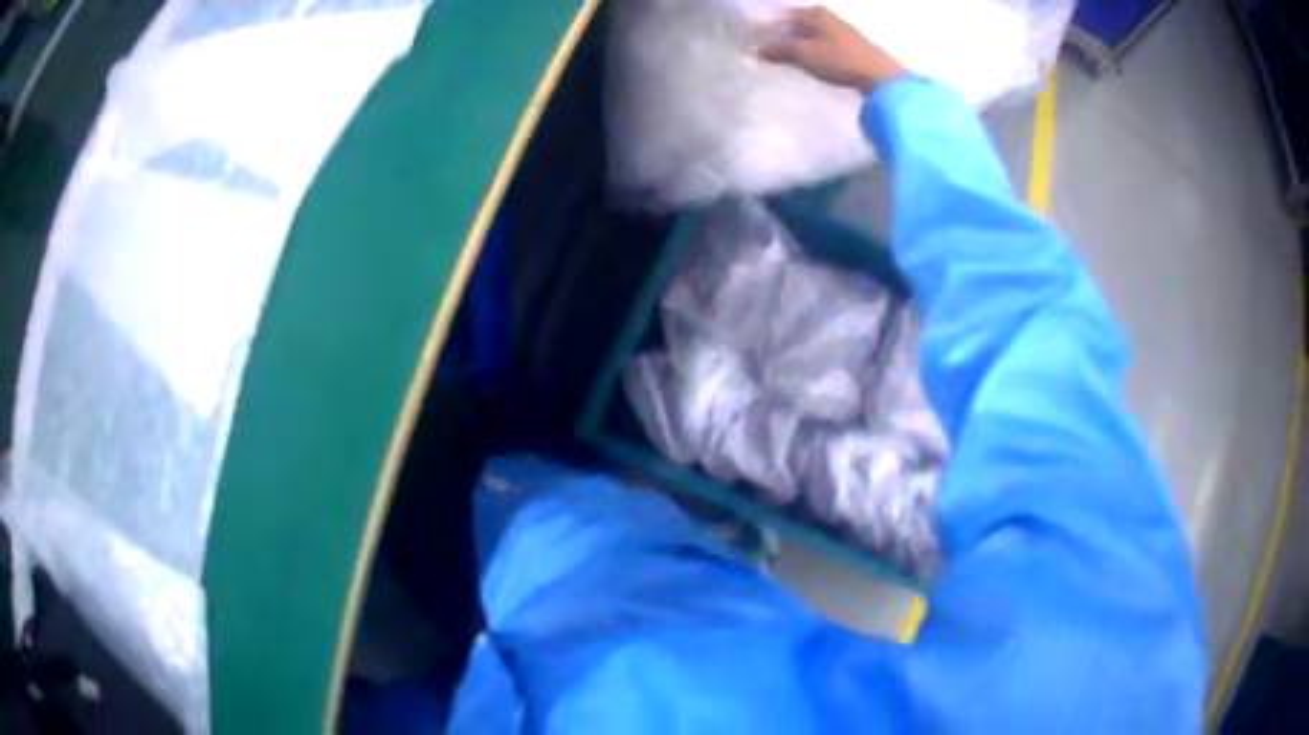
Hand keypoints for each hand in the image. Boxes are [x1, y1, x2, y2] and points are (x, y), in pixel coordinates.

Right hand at [759, 7, 907, 93]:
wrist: (880, 77)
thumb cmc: (839, 60)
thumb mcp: (804, 54)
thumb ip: (780, 49)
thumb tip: (759, 49)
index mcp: (815, 13)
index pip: (784, 16)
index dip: (770, 28)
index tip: (758, 41)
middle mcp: (828, 17)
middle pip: (799, 25)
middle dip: (784, 37)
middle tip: (770, 53)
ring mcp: (842, 32)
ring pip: (812, 36)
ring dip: (800, 46)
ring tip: (788, 61)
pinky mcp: (852, 47)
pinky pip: (825, 46)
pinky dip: (814, 52)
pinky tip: (811, 64)